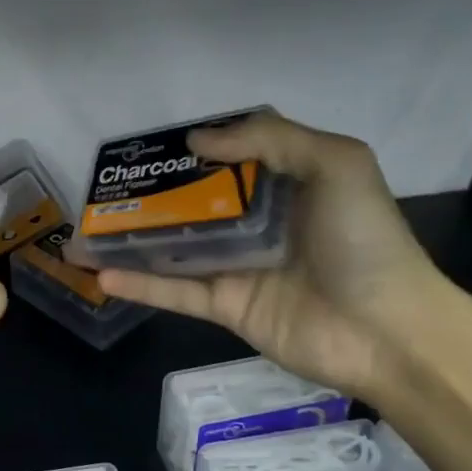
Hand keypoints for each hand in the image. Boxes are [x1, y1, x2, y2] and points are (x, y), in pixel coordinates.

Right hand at [97, 111, 444, 397]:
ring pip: (174, 247)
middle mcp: (256, 223)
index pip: (229, 160)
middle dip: (148, 197)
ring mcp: (237, 267)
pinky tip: (101, 272)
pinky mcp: (226, 306)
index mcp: (285, 186)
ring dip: (130, 240)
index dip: (190, 152)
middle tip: (102, 190)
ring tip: (82, 233)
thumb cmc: (365, 240)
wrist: (390, 331)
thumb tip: (196, 140)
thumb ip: (270, 139)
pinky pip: (175, 292)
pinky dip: (139, 283)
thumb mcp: (336, 164)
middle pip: (191, 203)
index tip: (150, 148)